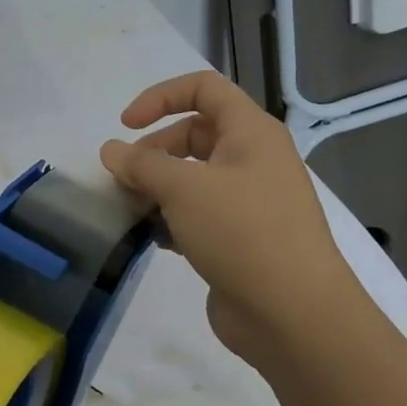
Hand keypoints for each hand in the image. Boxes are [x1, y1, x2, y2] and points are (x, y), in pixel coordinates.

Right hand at [99, 71, 363, 357]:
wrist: (295, 316)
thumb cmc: (243, 233)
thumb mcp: (183, 188)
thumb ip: (141, 164)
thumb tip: (111, 151)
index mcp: (251, 133)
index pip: (203, 88)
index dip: (160, 97)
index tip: (125, 125)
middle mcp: (253, 160)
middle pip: (193, 134)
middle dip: (153, 151)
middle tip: (125, 179)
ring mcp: (250, 201)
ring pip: (192, 177)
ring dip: (157, 187)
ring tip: (133, 210)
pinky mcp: (241, 239)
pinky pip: (198, 213)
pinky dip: (172, 218)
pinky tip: (156, 239)